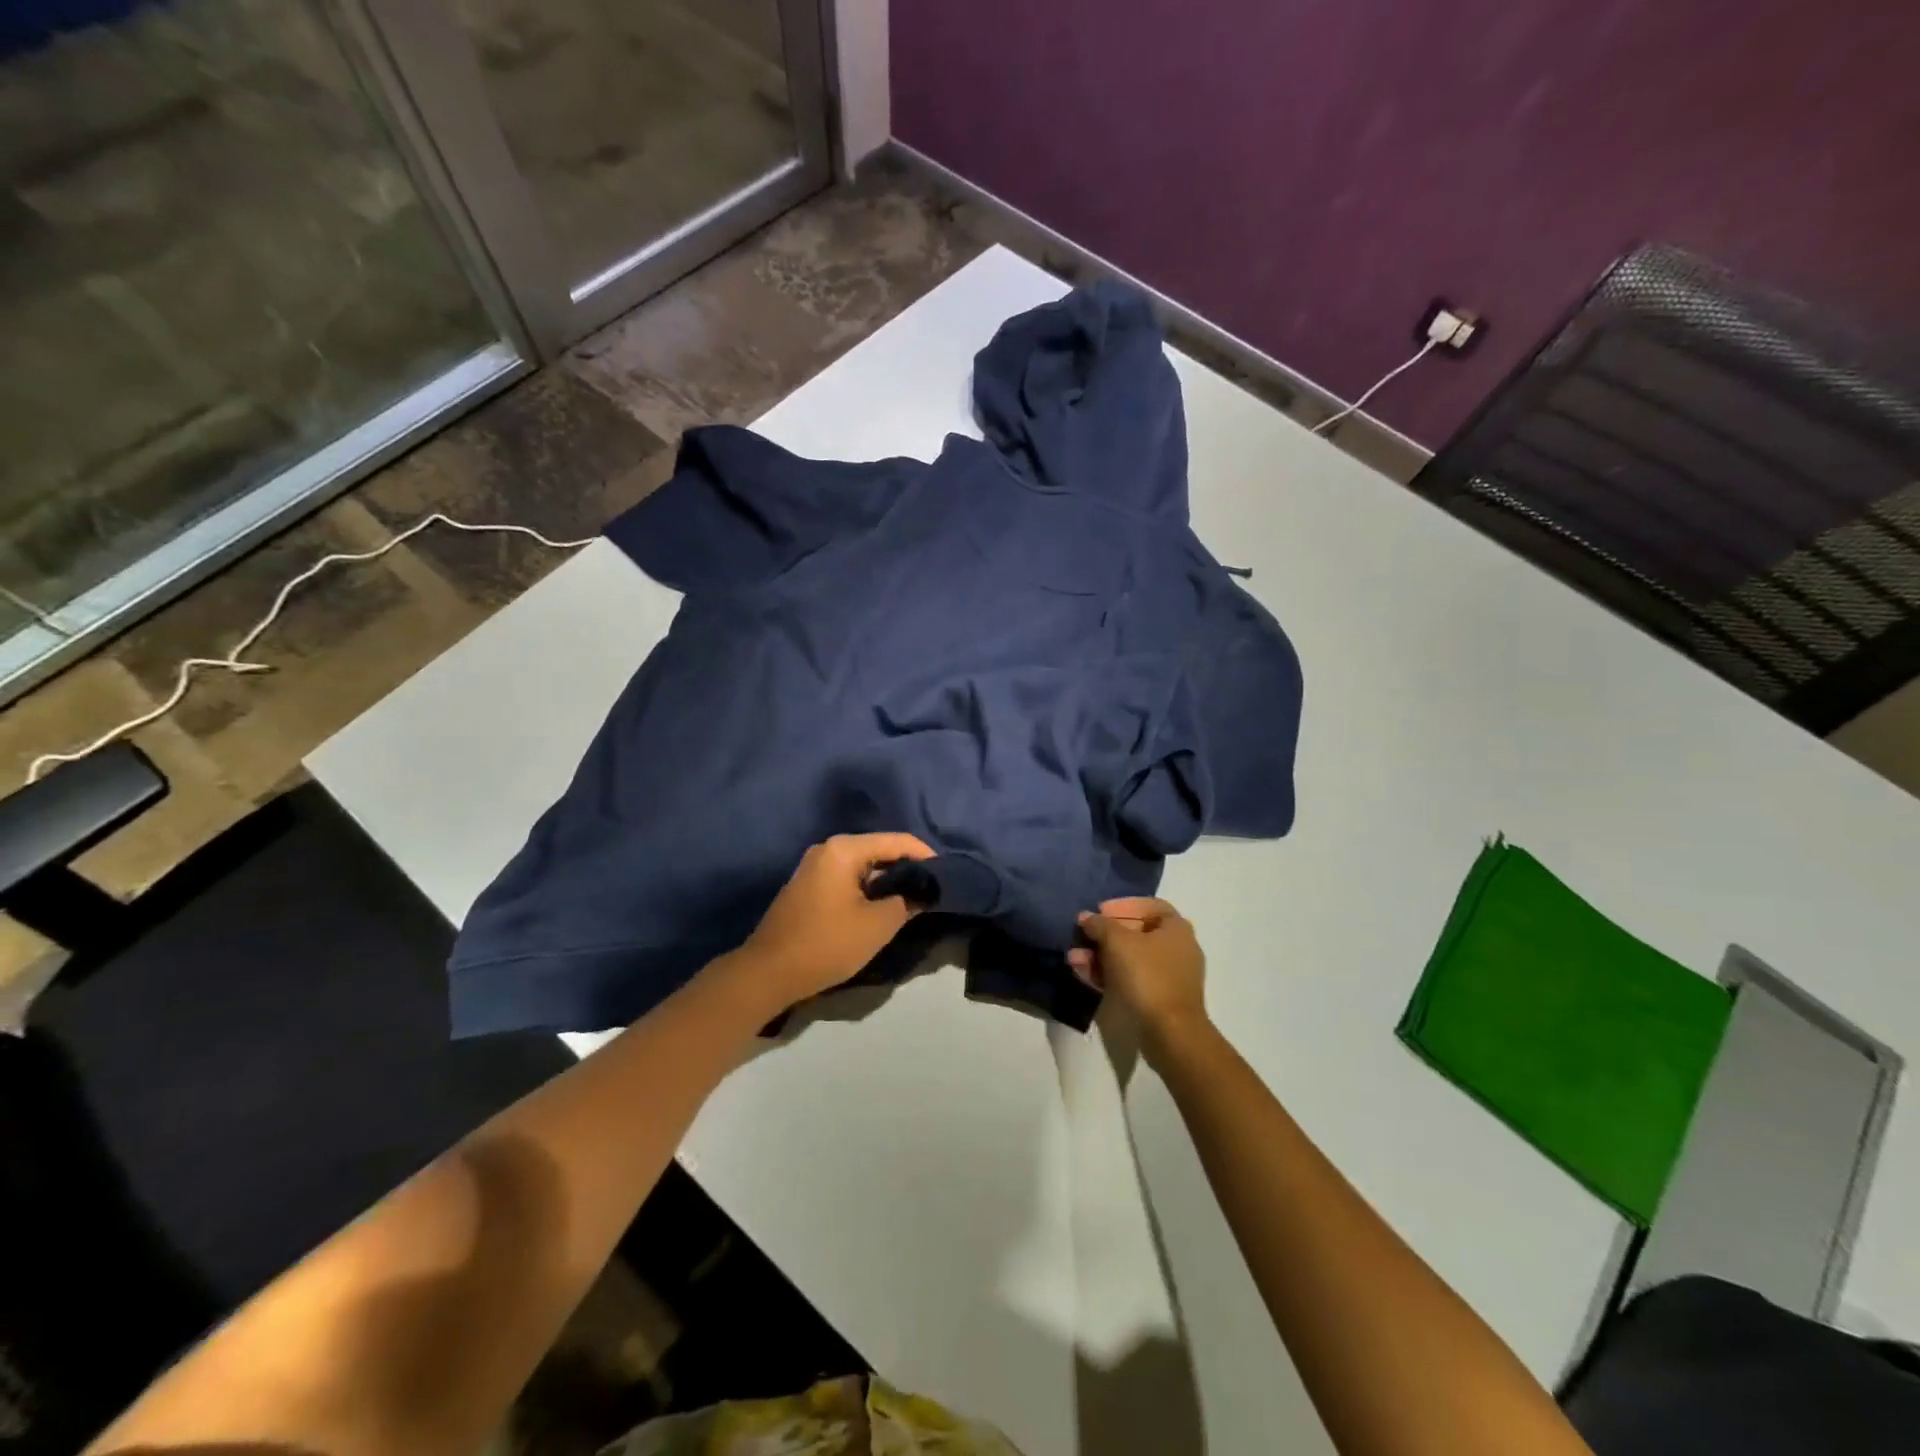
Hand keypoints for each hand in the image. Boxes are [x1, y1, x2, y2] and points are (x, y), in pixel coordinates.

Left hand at [724, 832, 934, 1013]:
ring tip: (912, 901)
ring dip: (887, 881)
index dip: (925, 856)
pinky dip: (868, 889)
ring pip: (863, 867)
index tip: (946, 874)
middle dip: (906, 869)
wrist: (768, 973)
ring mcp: (814, 867)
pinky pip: (847, 879)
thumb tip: (920, 893)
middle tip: (931, 890)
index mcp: (844, 849)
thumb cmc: (827, 943)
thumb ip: (906, 902)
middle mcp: (828, 849)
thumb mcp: (877, 925)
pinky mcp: (808, 887)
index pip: (897, 841)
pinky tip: (881, 908)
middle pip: (879, 850)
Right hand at [1070, 897, 1209, 1060]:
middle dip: (1104, 935)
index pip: (1148, 905)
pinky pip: (1131, 979)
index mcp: (1176, 928)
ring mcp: (1169, 976)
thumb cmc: (1147, 976)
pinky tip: (1083, 974)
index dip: (1122, 905)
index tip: (1099, 911)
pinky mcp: (1158, 998)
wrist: (1170, 1032)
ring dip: (1100, 956)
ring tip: (1074, 958)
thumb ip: (1100, 925)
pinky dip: (1109, 974)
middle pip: (1136, 933)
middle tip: (1082, 936)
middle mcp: (1177, 948)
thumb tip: (1086, 917)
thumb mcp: (1117, 942)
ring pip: (1130, 958)